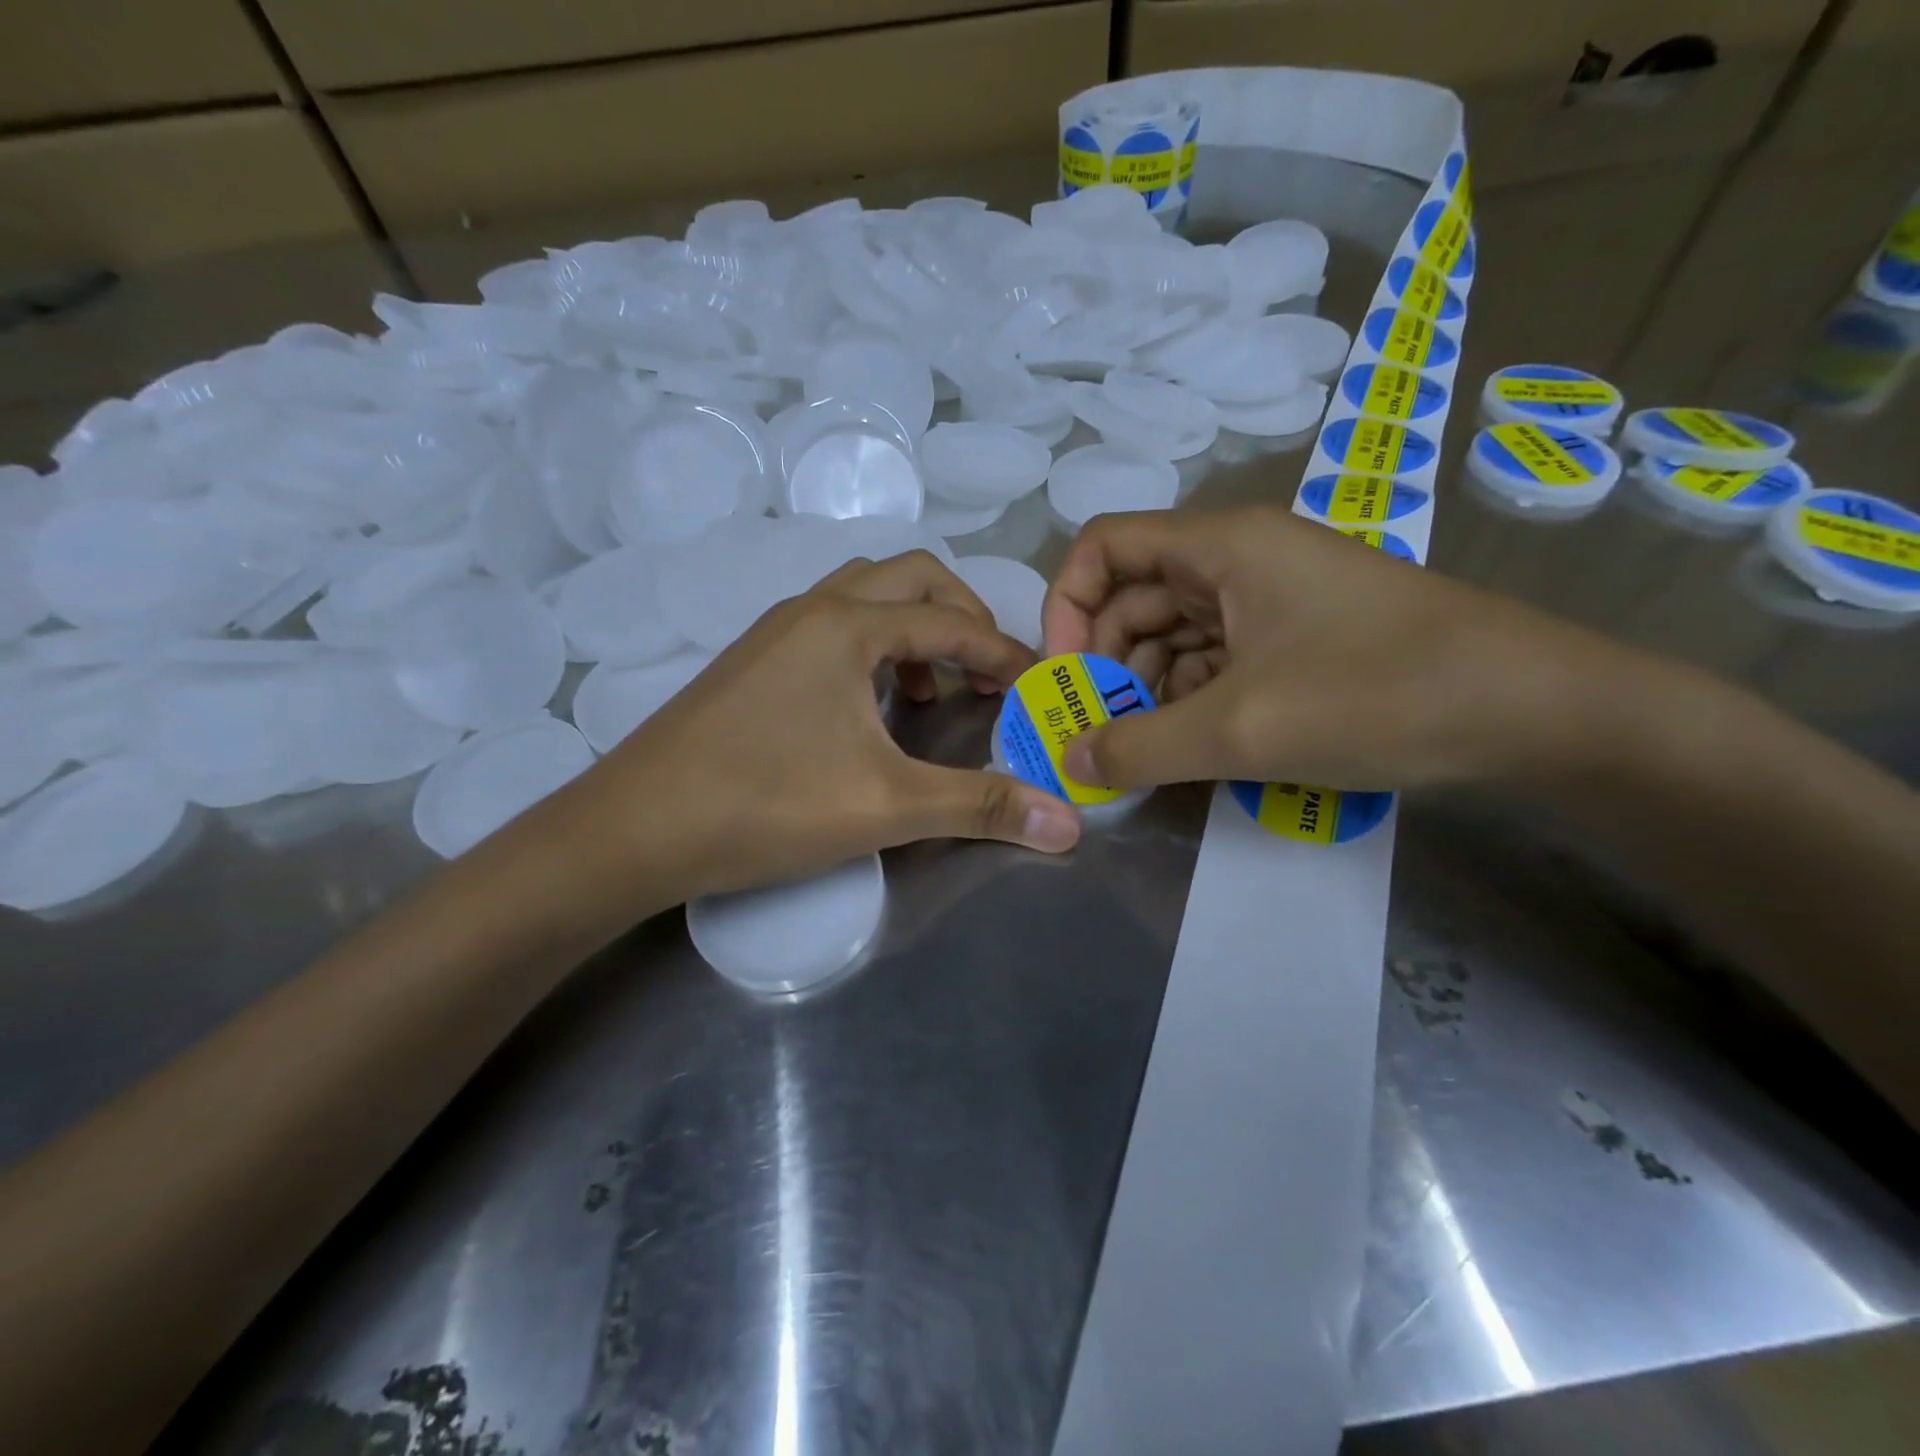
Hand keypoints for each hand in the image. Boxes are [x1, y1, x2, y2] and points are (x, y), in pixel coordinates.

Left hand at [545, 551, 1081, 913]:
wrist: (632, 829)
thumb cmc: (764, 805)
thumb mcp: (886, 806)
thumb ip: (981, 806)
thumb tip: (1069, 826)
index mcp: (848, 624)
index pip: (951, 621)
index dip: (1004, 651)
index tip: (1037, 686)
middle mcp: (812, 609)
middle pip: (910, 577)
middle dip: (962, 617)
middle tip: (985, 674)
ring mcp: (774, 631)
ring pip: (865, 596)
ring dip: (913, 628)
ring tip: (928, 690)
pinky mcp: (751, 660)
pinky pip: (831, 625)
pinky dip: (871, 646)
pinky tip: (868, 707)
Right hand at [1041, 505, 1617, 792]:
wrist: (1538, 712)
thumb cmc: (1379, 694)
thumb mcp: (1241, 729)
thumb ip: (1139, 748)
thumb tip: (1067, 761)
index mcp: (1221, 546)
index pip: (1104, 545)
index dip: (1066, 606)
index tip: (1064, 676)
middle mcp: (1241, 558)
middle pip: (1134, 594)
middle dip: (1106, 661)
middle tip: (1099, 732)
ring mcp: (1274, 598)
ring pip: (1175, 632)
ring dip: (1148, 687)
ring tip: (1147, 749)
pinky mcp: (1299, 637)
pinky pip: (1218, 658)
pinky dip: (1192, 698)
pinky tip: (1196, 744)